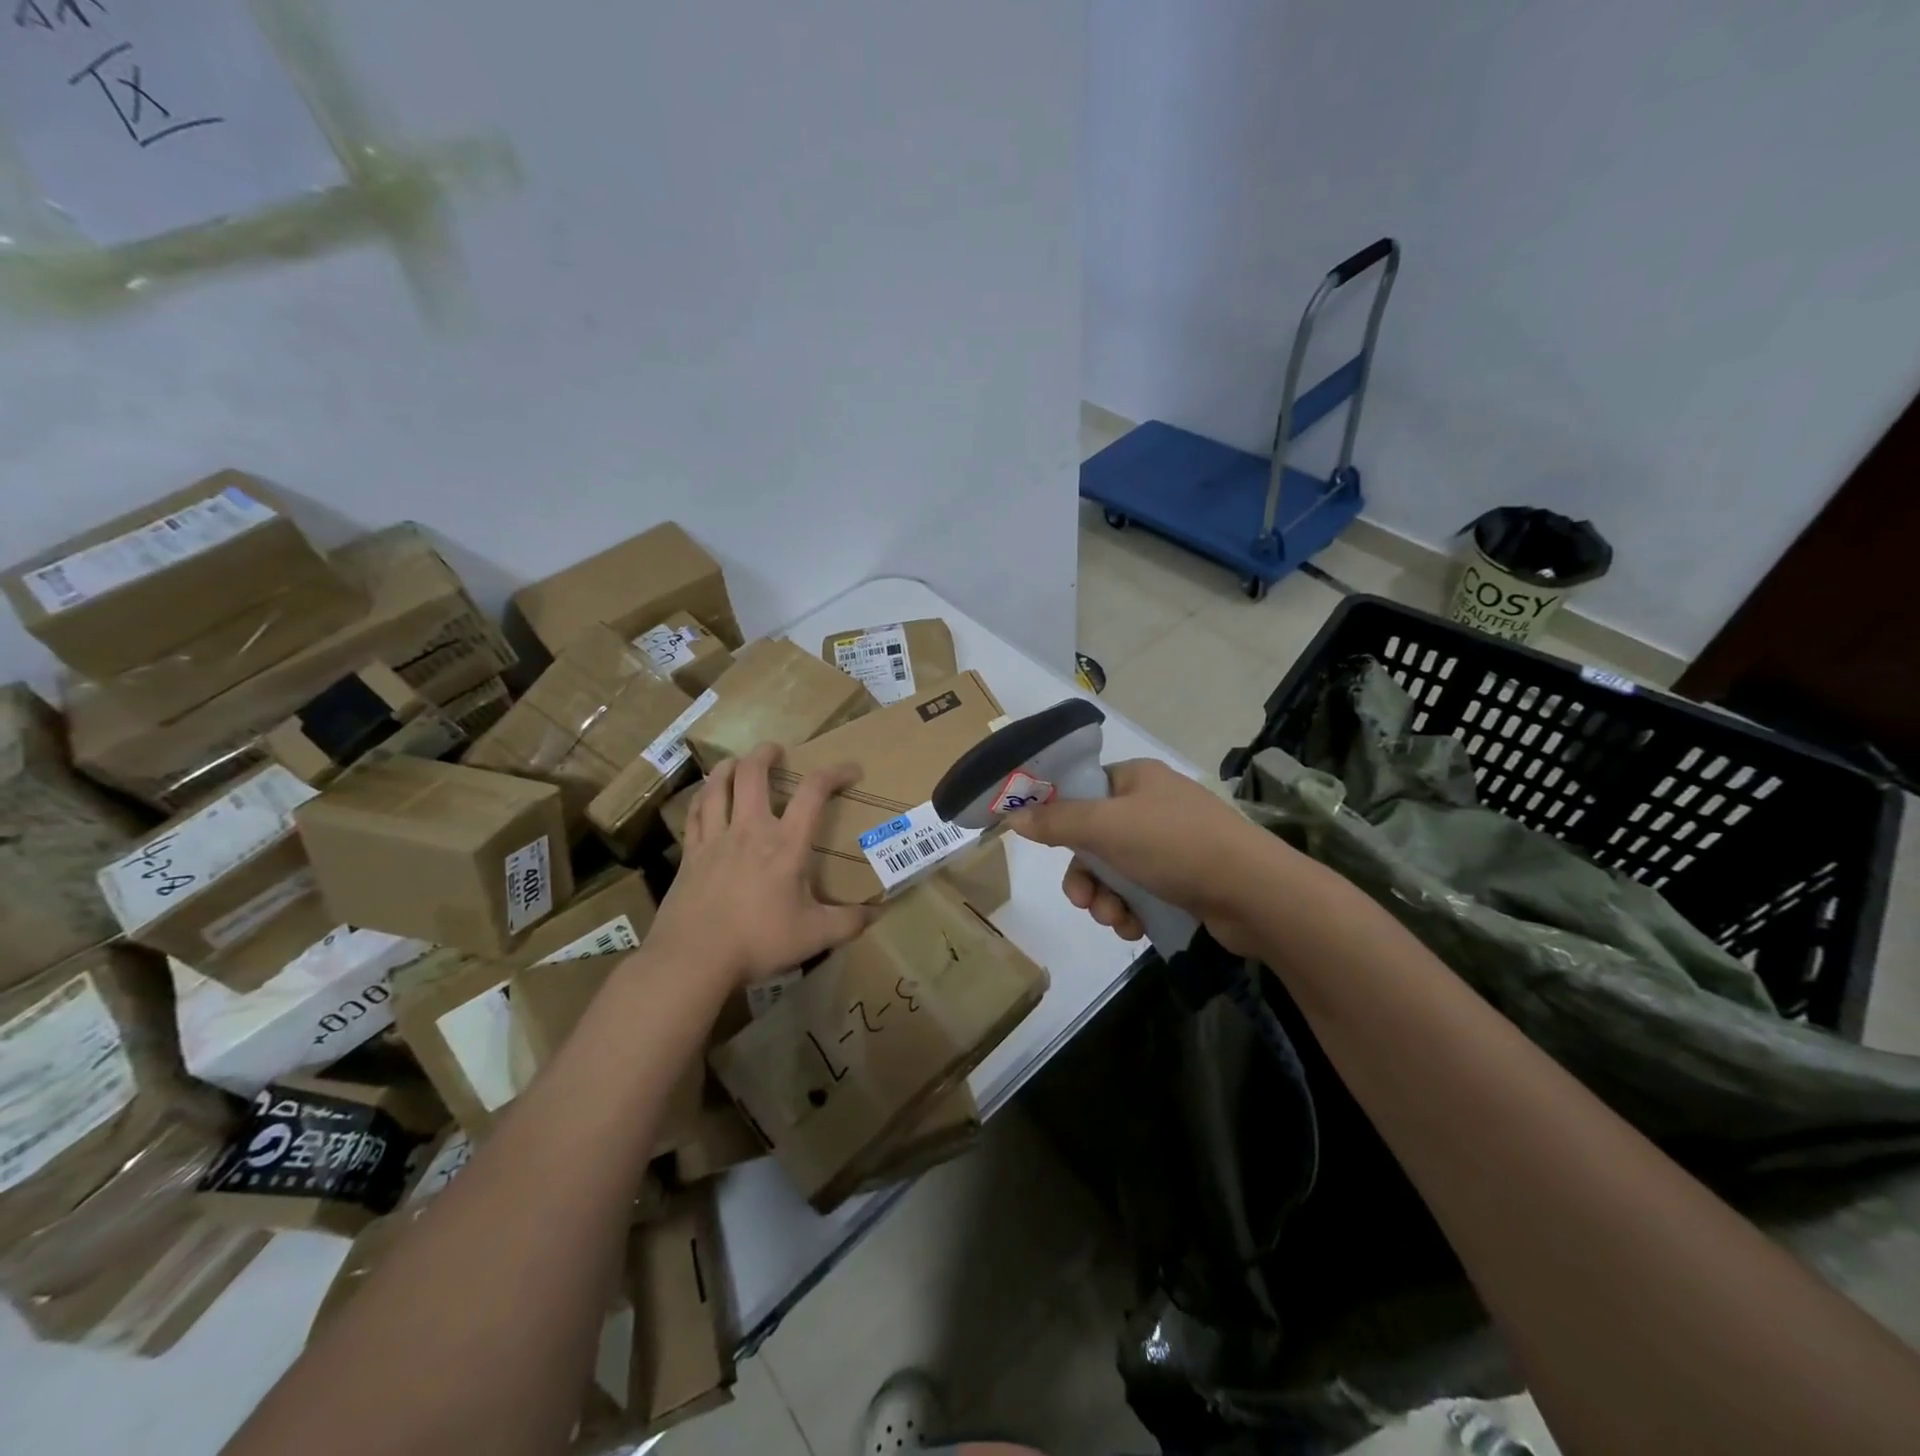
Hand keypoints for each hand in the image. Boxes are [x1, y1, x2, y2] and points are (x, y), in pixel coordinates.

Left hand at [647, 743, 873, 984]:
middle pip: (753, 774)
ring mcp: (715, 839)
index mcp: (786, 844)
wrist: (694, 958)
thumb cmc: (759, 941)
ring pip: (718, 786)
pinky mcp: (690, 854)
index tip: (850, 770)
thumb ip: (849, 922)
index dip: (834, 773)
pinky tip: (706, 797)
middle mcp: (750, 830)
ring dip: (729, 767)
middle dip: (766, 754)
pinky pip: (695, 814)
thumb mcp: (814, 936)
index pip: (813, 792)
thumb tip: (878, 913)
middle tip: (776, 750)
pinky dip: (702, 797)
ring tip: (738, 762)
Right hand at [1008, 758, 1286, 954]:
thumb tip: (1012, 814)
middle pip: (1094, 838)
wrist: (1254, 893)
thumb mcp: (1107, 827)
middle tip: (1083, 899)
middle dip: (1085, 874)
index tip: (1045, 846)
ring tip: (1114, 918)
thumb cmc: (1175, 845)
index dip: (1060, 818)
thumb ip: (1057, 821)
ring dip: (1105, 898)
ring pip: (1115, 871)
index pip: (1084, 790)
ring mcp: (1172, 844)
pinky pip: (1140, 892)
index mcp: (1136, 779)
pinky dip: (1130, 910)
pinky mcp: (1185, 879)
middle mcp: (1153, 806)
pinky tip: (1133, 927)